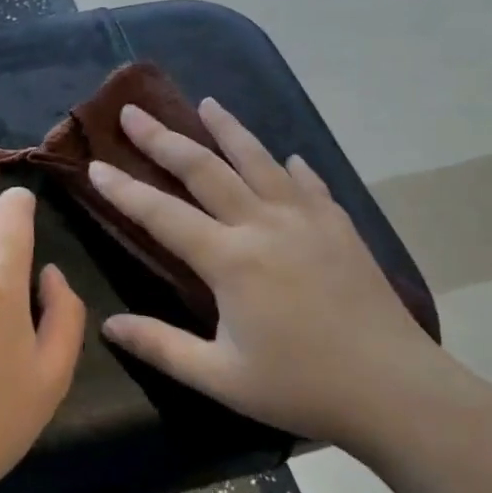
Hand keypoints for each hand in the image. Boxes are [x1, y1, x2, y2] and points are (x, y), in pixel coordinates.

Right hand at [90, 100, 442, 454]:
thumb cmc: (301, 387)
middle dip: (163, 139)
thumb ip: (162, 347)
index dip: (124, 189)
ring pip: (258, 160)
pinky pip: (309, 184)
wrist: (396, 389)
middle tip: (133, 112)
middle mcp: (263, 224)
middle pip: (204, 169)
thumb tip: (109, 327)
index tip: (96, 165)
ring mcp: (306, 219)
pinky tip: (288, 157)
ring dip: (227, 129)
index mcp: (229, 260)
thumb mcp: (221, 378)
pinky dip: (291, 167)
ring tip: (206, 104)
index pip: (162, 214)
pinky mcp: (339, 227)